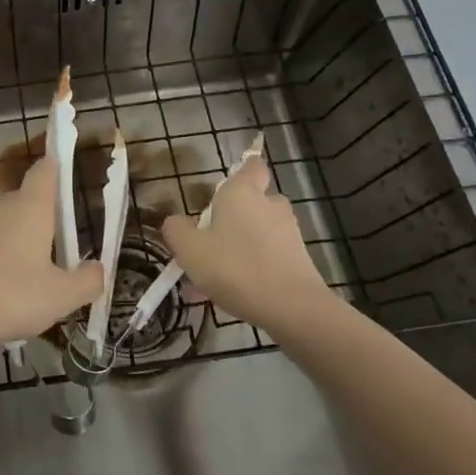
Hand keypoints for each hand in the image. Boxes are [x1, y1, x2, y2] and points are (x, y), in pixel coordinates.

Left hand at [0, 156, 102, 356]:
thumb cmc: (12, 297)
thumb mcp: (61, 297)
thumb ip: (87, 281)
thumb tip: (98, 268)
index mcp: (31, 209)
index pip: (44, 171)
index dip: (55, 167)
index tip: (63, 170)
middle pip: (24, 201)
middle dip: (40, 218)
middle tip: (55, 250)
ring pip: (1, 224)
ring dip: (14, 240)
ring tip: (25, 276)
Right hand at [160, 154, 343, 334]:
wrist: (292, 309)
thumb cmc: (235, 267)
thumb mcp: (189, 249)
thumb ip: (177, 230)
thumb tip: (176, 222)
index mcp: (243, 192)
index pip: (252, 165)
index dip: (242, 171)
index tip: (224, 188)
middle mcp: (270, 206)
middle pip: (252, 203)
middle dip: (232, 219)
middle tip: (208, 242)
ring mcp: (289, 234)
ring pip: (257, 235)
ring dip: (237, 250)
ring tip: (211, 281)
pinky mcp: (299, 261)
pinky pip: (267, 259)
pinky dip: (251, 270)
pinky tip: (230, 297)